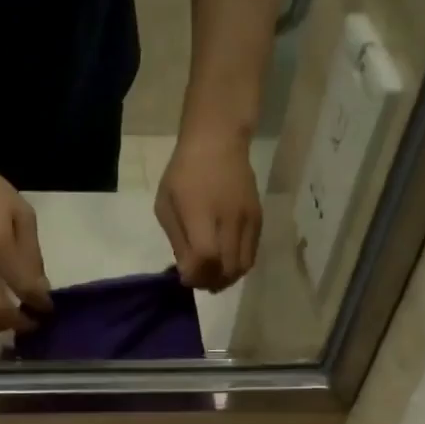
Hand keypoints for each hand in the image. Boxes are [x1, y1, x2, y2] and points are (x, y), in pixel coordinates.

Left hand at [156, 129, 261, 291]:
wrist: (218, 141)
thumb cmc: (184, 172)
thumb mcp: (166, 204)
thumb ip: (177, 240)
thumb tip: (188, 272)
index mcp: (201, 212)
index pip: (206, 257)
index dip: (196, 276)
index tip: (185, 278)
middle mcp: (229, 218)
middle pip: (227, 268)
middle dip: (210, 282)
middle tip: (198, 281)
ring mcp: (247, 219)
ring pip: (243, 266)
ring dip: (226, 278)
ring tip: (212, 276)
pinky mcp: (258, 219)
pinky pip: (251, 255)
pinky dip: (238, 266)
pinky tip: (225, 263)